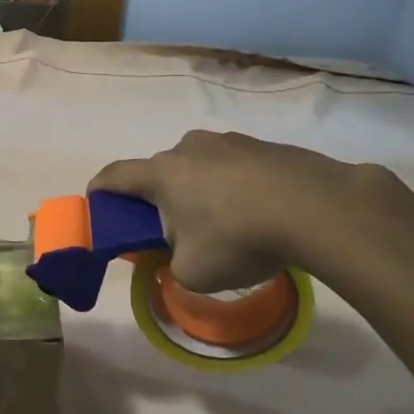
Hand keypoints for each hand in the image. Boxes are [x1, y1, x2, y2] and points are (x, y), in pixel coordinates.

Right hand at [90, 130, 381, 292]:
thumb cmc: (239, 238)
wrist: (317, 208)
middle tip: (172, 229)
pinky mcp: (265, 145)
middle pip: (161, 171)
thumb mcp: (193, 272)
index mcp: (162, 174)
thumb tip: (178, 256)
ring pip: (200, 166)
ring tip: (223, 223)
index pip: (115, 175)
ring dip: (200, 189)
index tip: (96, 202)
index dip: (100, 189)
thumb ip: (172, 265)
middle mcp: (189, 148)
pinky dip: (235, 186)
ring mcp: (229, 141)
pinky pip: (236, 166)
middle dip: (159, 197)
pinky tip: (258, 213)